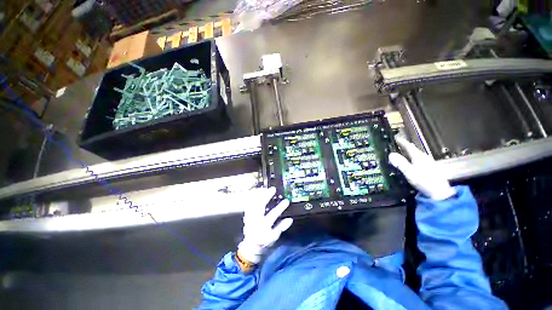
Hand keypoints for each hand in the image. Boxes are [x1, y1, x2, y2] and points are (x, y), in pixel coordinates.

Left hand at [237, 187, 292, 263]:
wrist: (250, 247)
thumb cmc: (264, 242)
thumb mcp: (274, 237)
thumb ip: (281, 227)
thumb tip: (290, 219)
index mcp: (264, 226)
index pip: (273, 215)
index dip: (280, 208)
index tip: (286, 201)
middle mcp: (256, 221)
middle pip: (260, 206)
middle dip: (266, 196)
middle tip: (273, 189)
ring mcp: (250, 218)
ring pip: (253, 203)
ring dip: (259, 195)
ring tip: (265, 189)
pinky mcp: (247, 216)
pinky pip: (249, 205)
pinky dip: (253, 198)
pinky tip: (256, 193)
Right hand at [388, 136, 455, 200]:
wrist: (440, 193)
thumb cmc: (424, 181)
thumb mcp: (410, 173)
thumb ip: (401, 163)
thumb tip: (391, 154)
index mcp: (419, 157)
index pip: (409, 146)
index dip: (402, 142)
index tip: (395, 137)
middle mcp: (424, 157)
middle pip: (413, 149)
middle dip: (405, 146)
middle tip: (397, 143)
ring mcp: (428, 163)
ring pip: (416, 154)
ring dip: (408, 152)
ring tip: (401, 151)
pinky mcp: (429, 168)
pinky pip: (418, 159)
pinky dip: (411, 157)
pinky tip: (410, 161)